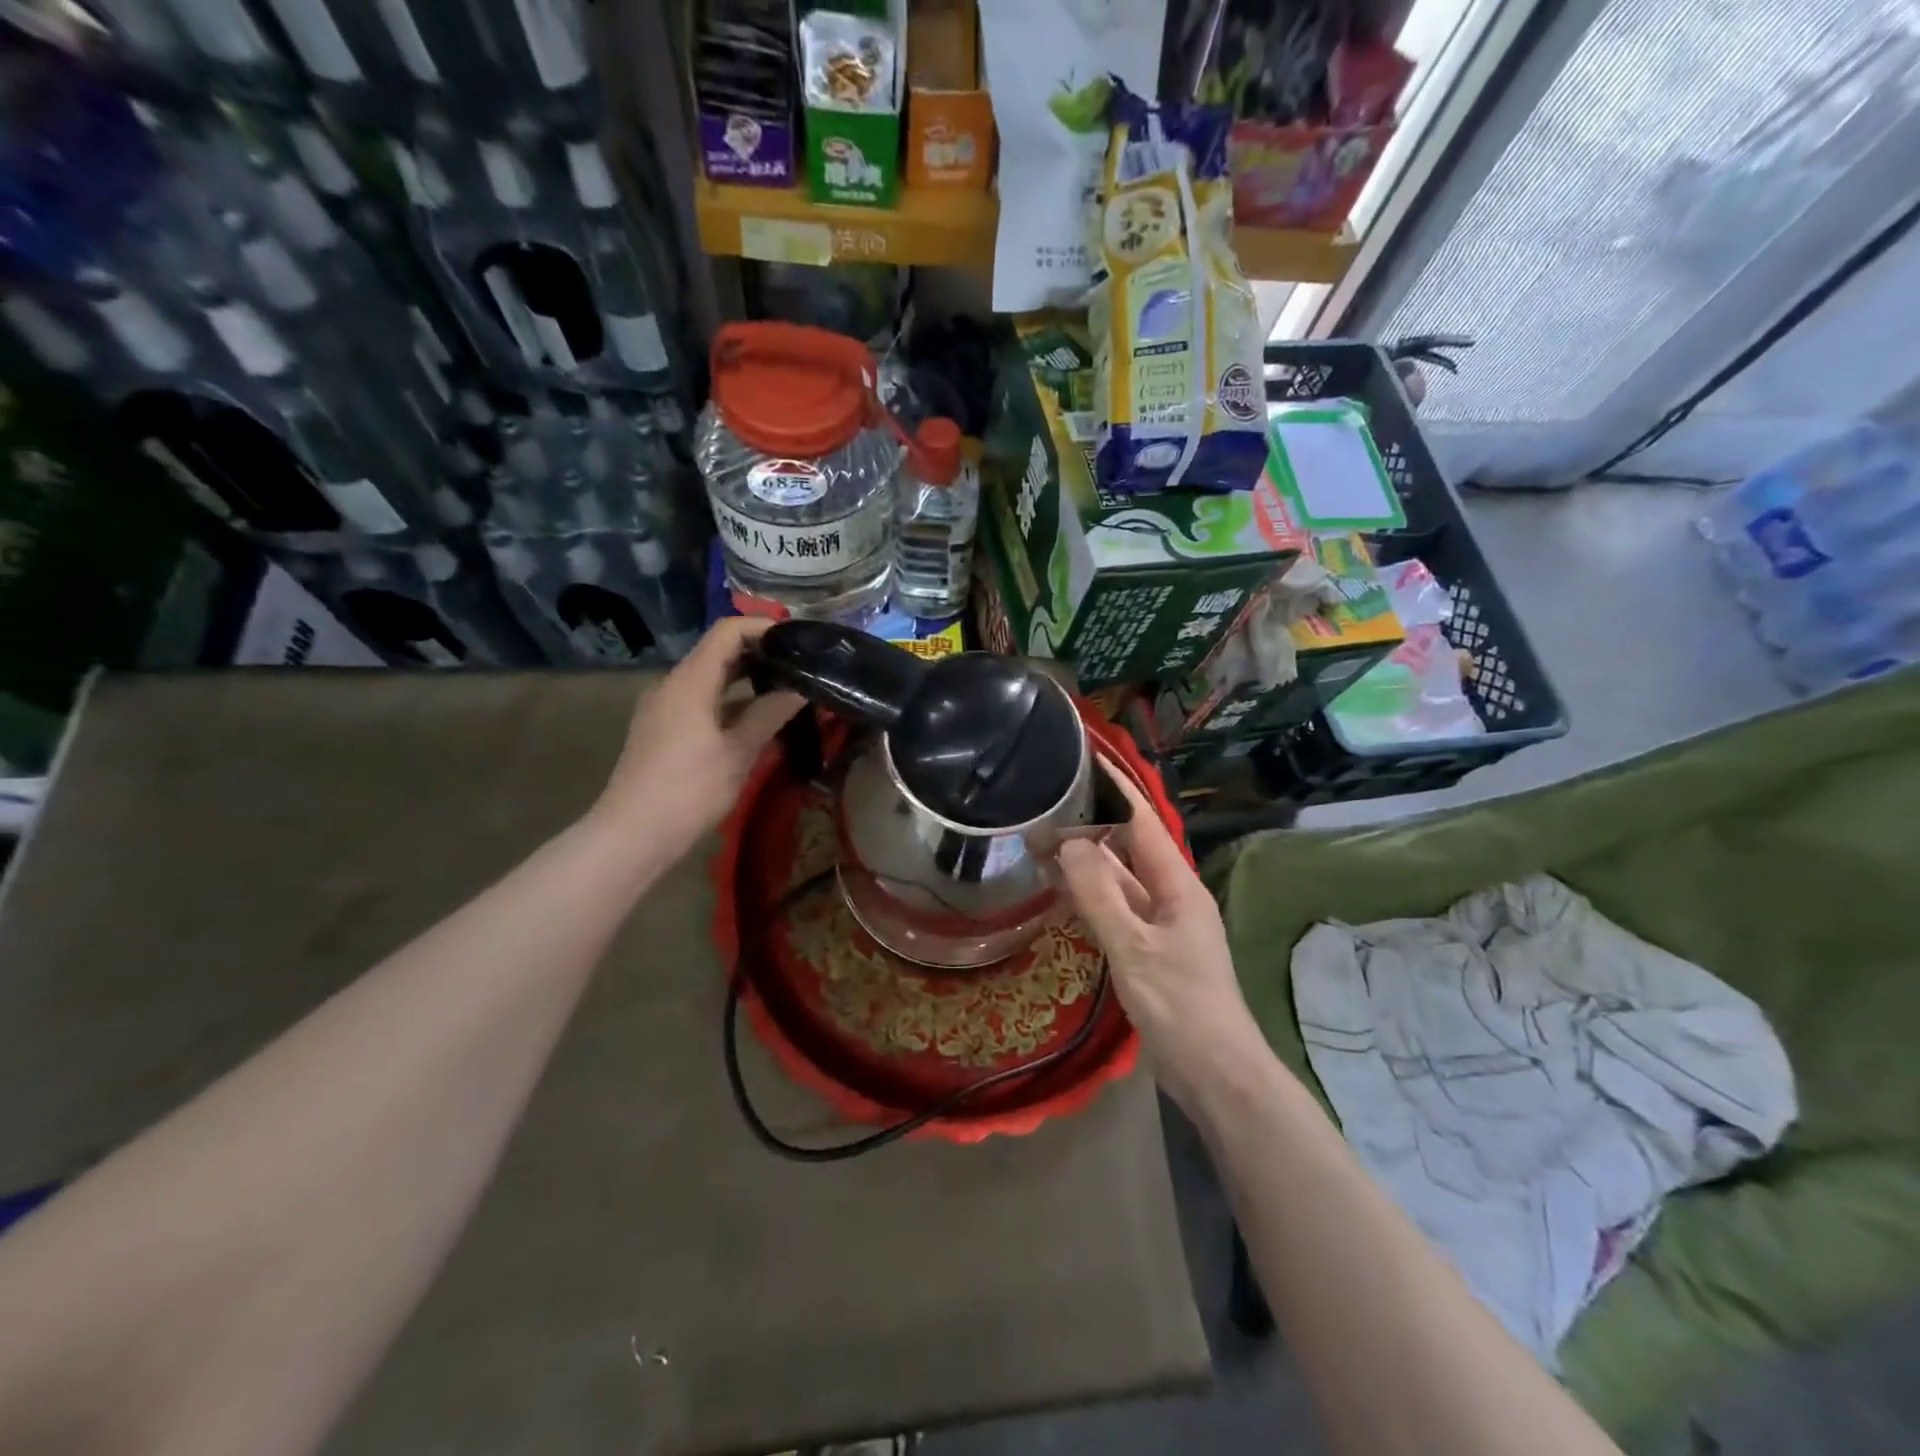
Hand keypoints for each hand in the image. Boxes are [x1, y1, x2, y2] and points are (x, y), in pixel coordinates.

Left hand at [591, 617, 802, 863]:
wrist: (633, 834)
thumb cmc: (689, 789)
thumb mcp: (738, 752)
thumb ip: (770, 714)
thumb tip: (800, 690)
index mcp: (689, 681)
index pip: (727, 632)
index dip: (763, 626)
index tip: (797, 639)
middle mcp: (673, 685)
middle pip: (718, 652)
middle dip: (759, 653)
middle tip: (800, 665)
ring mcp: (665, 708)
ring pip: (711, 679)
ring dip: (747, 680)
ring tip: (786, 690)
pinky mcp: (663, 730)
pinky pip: (702, 701)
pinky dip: (731, 702)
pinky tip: (757, 720)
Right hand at [1057, 765, 1267, 1109]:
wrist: (1215, 1073)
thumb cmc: (1180, 1006)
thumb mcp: (1134, 948)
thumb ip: (1099, 895)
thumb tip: (1068, 842)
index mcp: (1177, 885)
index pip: (1142, 821)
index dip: (1115, 787)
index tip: (1086, 757)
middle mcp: (1171, 895)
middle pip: (1127, 847)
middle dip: (1090, 825)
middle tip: (1044, 804)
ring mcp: (1161, 923)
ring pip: (1119, 879)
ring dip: (1086, 861)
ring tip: (1041, 840)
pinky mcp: (1149, 949)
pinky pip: (1115, 908)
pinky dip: (1089, 895)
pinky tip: (1061, 890)